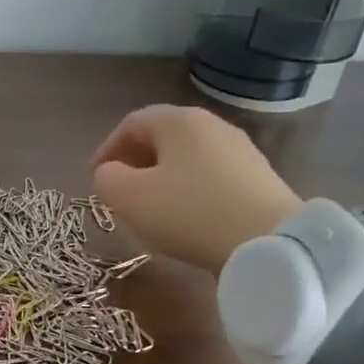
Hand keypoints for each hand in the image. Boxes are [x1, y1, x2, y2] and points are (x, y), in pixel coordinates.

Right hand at [90, 105, 303, 273]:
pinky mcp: (257, 177)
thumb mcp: (131, 199)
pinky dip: (189, 190)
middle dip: (134, 163)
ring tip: (150, 209)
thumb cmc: (190, 213)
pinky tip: (187, 218)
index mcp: (179, 121)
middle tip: (119, 192)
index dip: (107, 149)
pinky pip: (210, 176)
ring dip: (162, 178)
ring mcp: (239, 150)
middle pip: (162, 138)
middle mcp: (211, 125)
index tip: (94, 178)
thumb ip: (107, 180)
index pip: (132, 123)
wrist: (269, 242)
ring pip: (187, 158)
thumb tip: (109, 173)